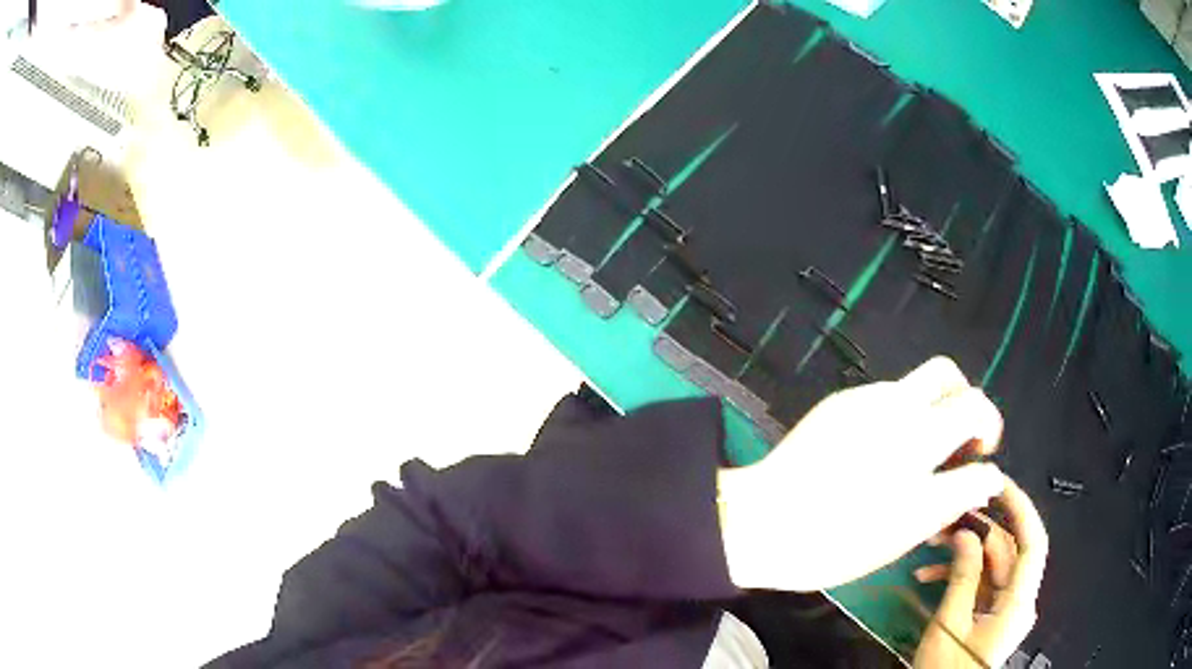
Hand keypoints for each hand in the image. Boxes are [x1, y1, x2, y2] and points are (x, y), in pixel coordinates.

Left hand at [718, 357, 1005, 590]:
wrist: (761, 522)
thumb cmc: (831, 544)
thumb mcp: (900, 536)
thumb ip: (948, 503)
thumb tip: (982, 482)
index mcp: (920, 464)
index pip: (978, 435)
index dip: (988, 451)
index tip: (980, 464)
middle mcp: (902, 421)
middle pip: (956, 383)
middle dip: (973, 408)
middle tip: (962, 441)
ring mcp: (872, 402)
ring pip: (927, 379)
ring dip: (939, 404)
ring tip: (924, 442)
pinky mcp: (845, 398)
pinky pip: (892, 390)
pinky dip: (903, 410)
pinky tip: (884, 443)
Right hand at [913, 477, 1047, 668]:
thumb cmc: (948, 668)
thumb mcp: (950, 624)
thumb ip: (963, 576)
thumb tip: (966, 533)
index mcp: (1018, 602)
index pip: (1032, 542)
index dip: (1021, 508)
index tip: (999, 484)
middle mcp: (1020, 600)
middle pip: (1008, 552)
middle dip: (978, 532)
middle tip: (948, 517)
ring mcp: (1007, 608)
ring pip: (993, 566)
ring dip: (964, 554)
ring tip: (931, 546)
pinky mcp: (993, 615)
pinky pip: (983, 584)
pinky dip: (961, 576)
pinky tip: (930, 575)